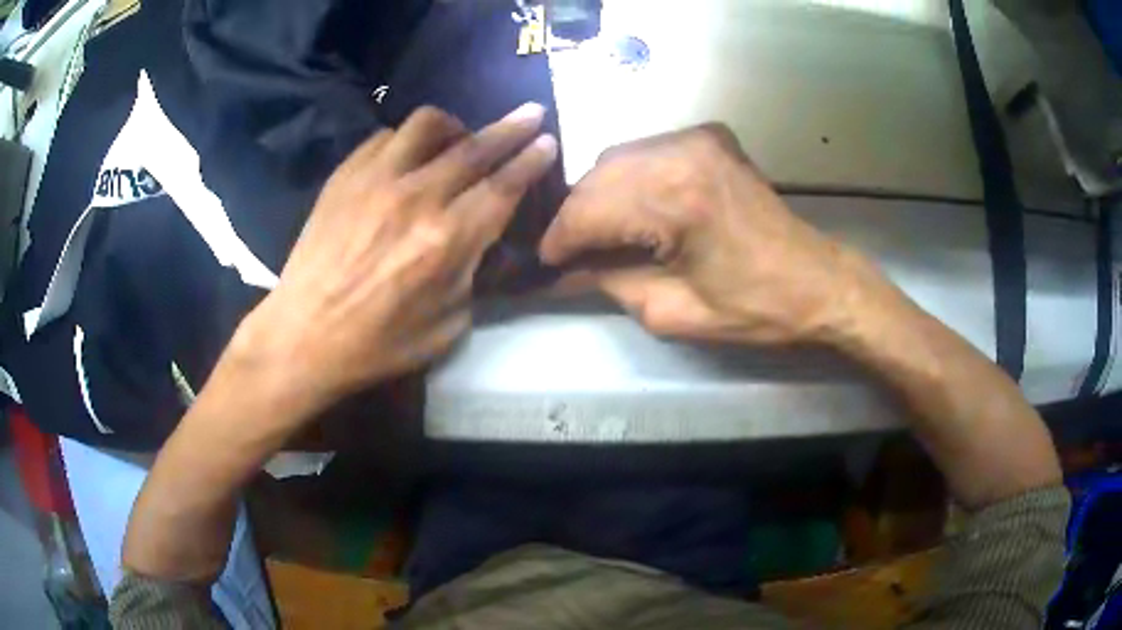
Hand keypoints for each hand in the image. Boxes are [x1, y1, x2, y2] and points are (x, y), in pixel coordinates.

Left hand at [235, 104, 557, 408]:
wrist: (303, 336)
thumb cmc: (377, 344)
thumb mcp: (448, 328)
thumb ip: (472, 275)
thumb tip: (480, 240)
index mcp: (448, 241)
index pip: (503, 186)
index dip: (531, 160)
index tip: (548, 140)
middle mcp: (417, 197)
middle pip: (477, 146)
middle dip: (513, 127)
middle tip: (531, 113)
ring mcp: (376, 179)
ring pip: (428, 124)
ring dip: (455, 126)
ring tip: (459, 139)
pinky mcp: (345, 175)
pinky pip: (386, 137)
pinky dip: (408, 140)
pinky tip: (408, 158)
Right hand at [539, 124, 882, 344]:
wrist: (817, 282)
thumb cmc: (755, 308)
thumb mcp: (674, 312)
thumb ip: (610, 282)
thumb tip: (564, 272)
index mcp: (678, 198)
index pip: (589, 210)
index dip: (560, 239)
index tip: (545, 262)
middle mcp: (683, 151)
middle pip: (598, 176)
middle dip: (576, 216)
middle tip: (568, 251)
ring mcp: (698, 138)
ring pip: (618, 159)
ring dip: (599, 195)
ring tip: (597, 232)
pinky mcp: (710, 137)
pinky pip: (647, 152)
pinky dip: (629, 179)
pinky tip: (631, 208)